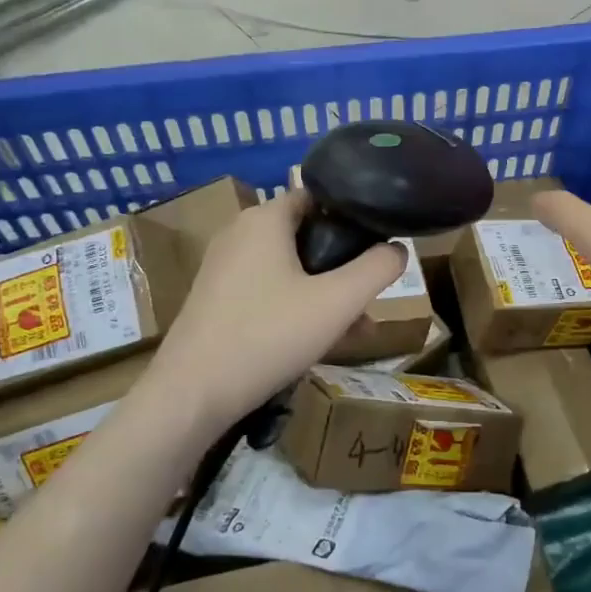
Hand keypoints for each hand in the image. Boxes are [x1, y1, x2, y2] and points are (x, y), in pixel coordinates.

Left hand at [147, 190, 404, 430]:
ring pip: (290, 269)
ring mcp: (224, 268)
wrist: (192, 394)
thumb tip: (398, 249)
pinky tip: (319, 342)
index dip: (353, 216)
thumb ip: (377, 269)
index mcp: (264, 219)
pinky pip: (268, 291)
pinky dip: (297, 306)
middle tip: (370, 296)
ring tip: (355, 329)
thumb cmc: (268, 335)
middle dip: (343, 265)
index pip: (318, 197)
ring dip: (325, 292)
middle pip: (307, 236)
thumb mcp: (338, 302)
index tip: (379, 246)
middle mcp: (240, 233)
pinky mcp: (216, 299)